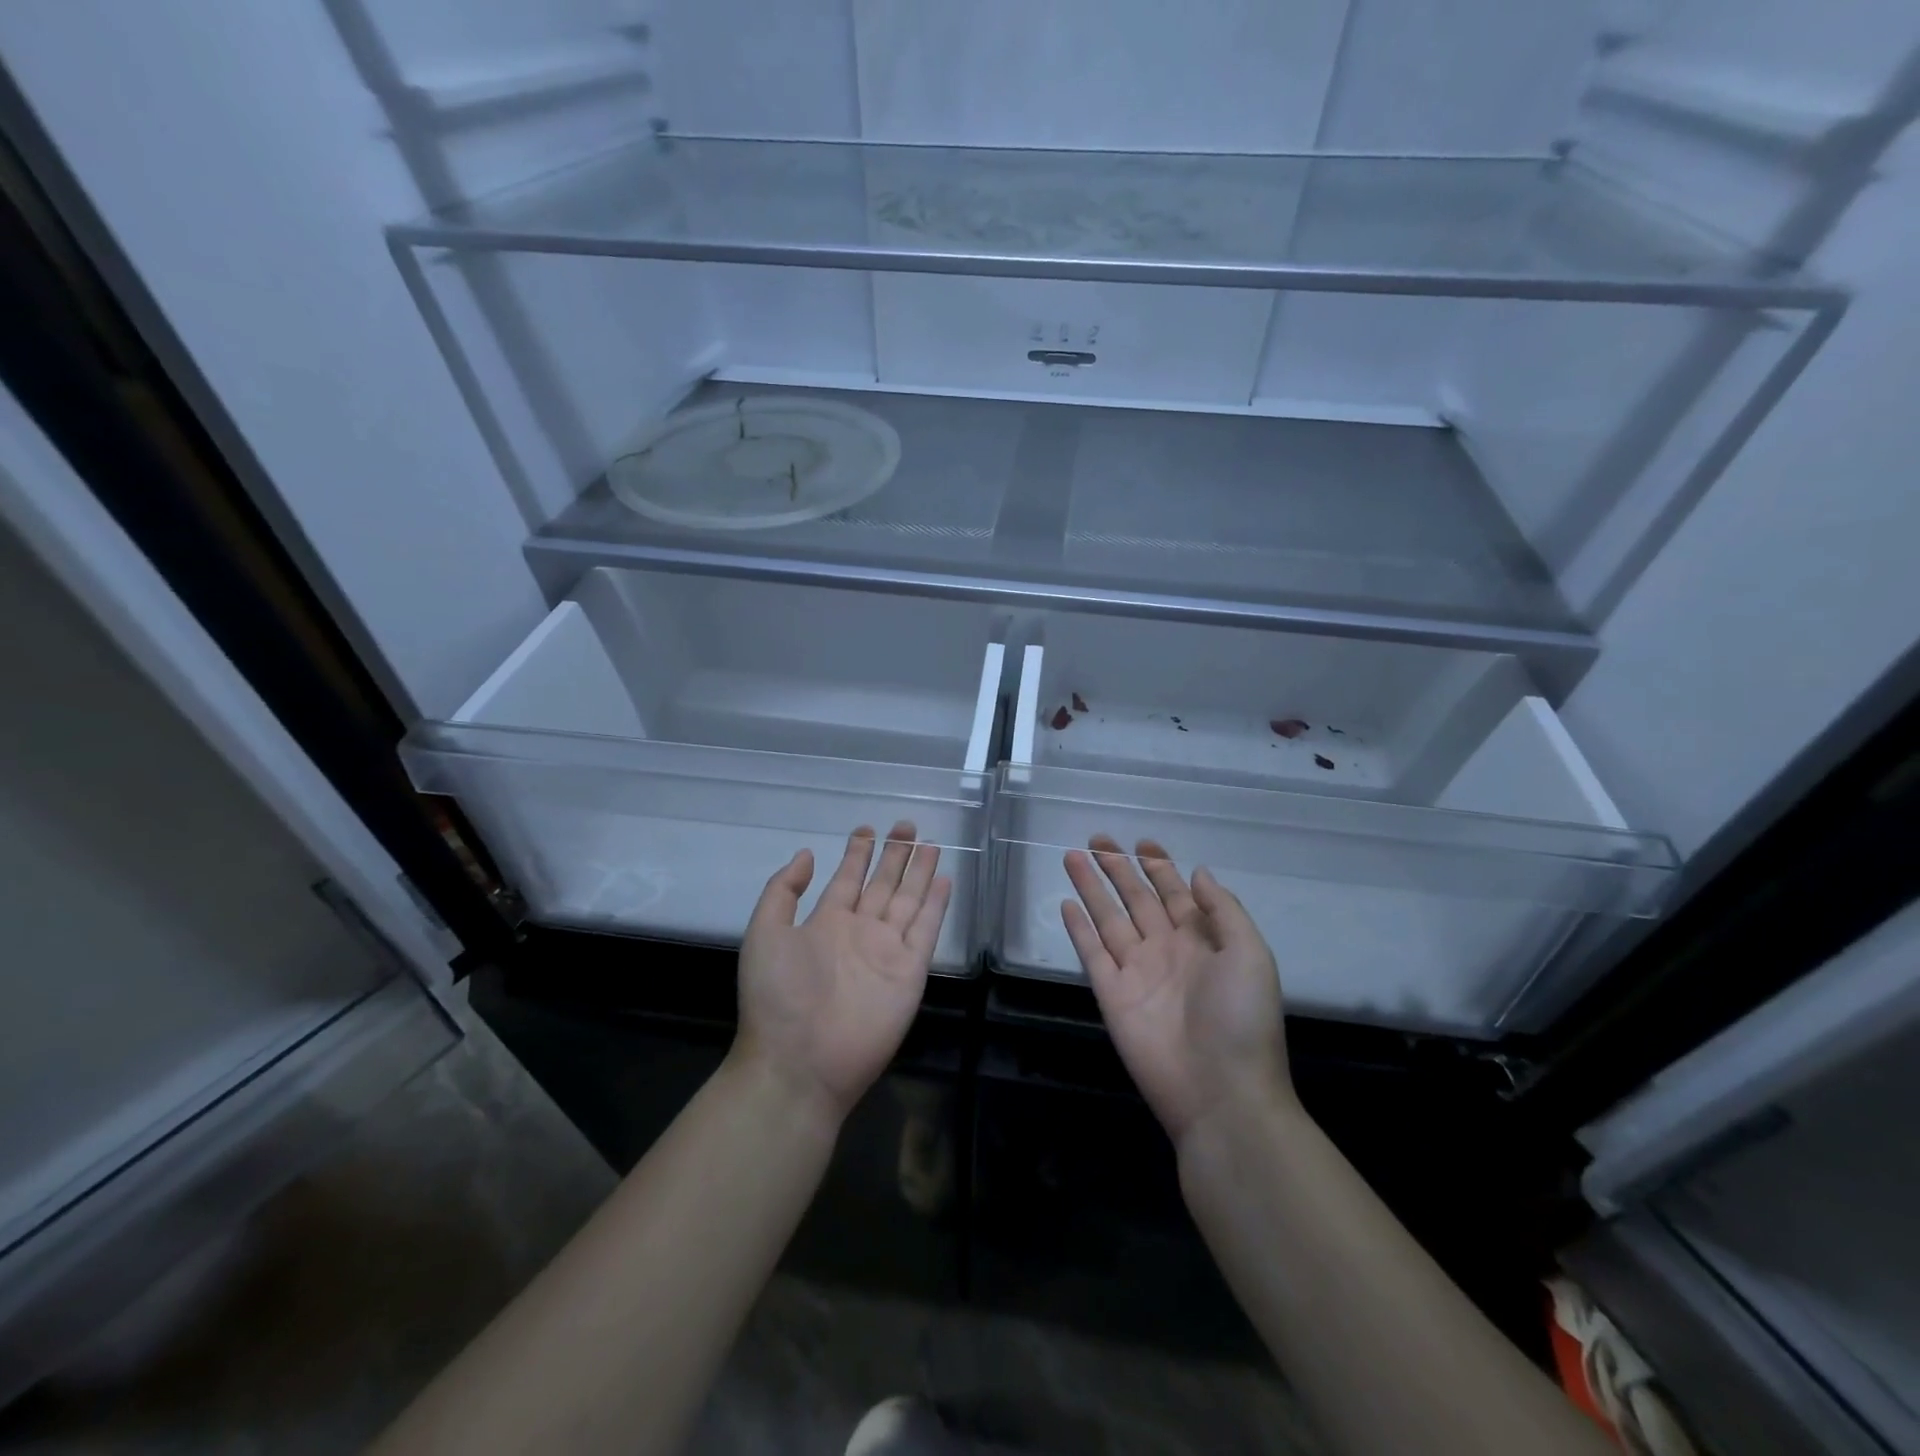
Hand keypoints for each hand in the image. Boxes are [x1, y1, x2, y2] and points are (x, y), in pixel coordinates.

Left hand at [736, 823, 951, 1125]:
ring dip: (920, 873)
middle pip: (883, 884)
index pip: (847, 879)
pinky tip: (944, 880)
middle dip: (894, 855)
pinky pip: (926, 930)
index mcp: (825, 923)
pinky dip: (937, 905)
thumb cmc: (777, 997)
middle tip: (907, 826)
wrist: (800, 1062)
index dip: (858, 853)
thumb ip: (783, 891)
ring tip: (931, 844)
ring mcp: (887, 950)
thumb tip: (806, 854)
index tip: (868, 829)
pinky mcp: (910, 971)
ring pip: (908, 901)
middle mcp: (859, 931)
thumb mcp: (765, 933)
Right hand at [1062, 836, 1293, 1145]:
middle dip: (1118, 868)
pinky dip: (1079, 929)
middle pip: (1137, 899)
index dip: (1159, 867)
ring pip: (1109, 918)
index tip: (1143, 842)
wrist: (1220, 1092)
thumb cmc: (1242, 1019)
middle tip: (1097, 839)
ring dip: (1092, 888)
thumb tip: (1198, 872)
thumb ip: (1222, 910)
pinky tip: (1067, 905)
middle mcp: (1166, 950)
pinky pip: (1092, 953)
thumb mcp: (1250, 955)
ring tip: (1073, 857)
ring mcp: (1136, 972)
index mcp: (1201, 941)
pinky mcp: (1111, 994)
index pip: (1175, 894)